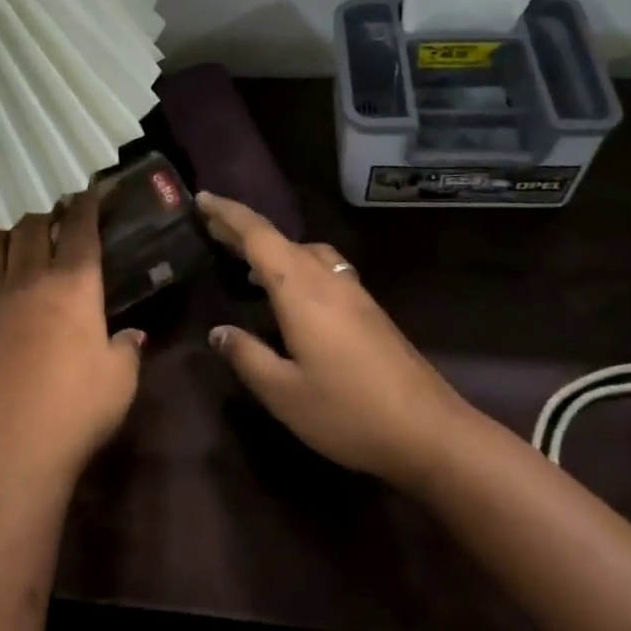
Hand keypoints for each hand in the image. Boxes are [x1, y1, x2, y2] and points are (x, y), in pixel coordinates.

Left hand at [0, 191, 145, 488]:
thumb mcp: (120, 379)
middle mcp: (27, 281)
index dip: (85, 205)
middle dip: (45, 215)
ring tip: (15, 242)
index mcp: (72, 284)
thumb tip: (132, 335)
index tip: (88, 193)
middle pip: (30, 228)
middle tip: (55, 221)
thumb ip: (127, 349)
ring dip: (5, 236)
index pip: (79, 229)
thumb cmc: (77, 410)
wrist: (9, 451)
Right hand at [199, 192, 467, 488]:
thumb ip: (247, 357)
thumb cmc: (348, 412)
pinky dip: (294, 264)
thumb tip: (219, 332)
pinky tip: (290, 293)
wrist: (429, 431)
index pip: (257, 235)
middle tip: (211, 227)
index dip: (227, 214)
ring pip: (305, 251)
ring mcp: (352, 290)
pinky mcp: (368, 308)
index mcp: (300, 289)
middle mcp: (326, 278)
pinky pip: (321, 267)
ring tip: (246, 263)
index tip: (201, 199)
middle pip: (279, 239)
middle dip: (243, 229)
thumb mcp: (284, 393)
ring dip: (272, 248)